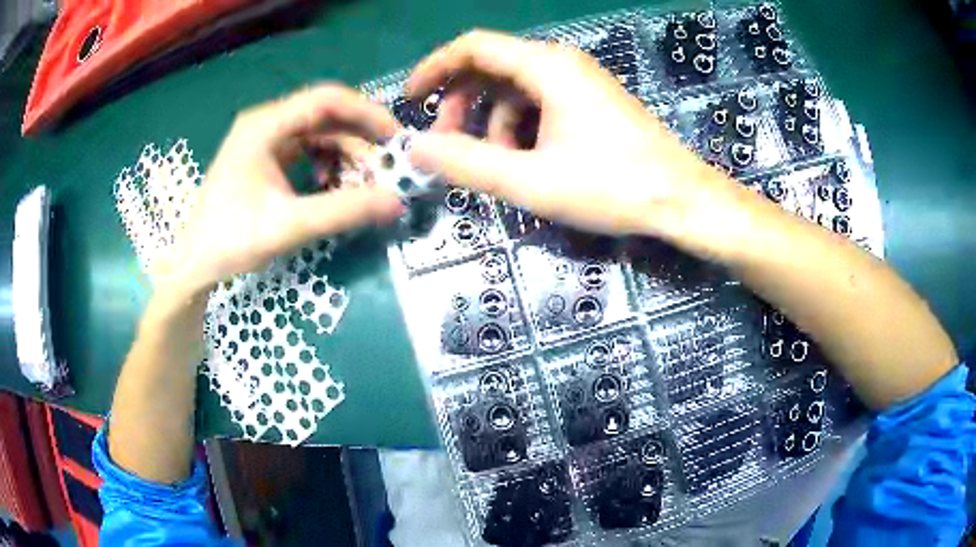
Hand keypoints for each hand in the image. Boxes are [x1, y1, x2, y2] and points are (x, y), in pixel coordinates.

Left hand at [156, 84, 403, 296]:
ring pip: (318, 132)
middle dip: (358, 138)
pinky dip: (326, 163)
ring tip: (361, 182)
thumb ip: (343, 210)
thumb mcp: (289, 226)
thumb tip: (397, 203)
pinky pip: (306, 148)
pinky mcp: (264, 156)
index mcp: (264, 126)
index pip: (326, 100)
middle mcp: (265, 122)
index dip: (366, 113)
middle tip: (385, 166)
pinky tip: (330, 185)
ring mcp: (264, 138)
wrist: (195, 263)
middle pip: (324, 114)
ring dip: (344, 153)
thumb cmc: (231, 240)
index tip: (395, 138)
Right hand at [407, 31, 745, 254]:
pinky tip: (526, 161)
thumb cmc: (611, 186)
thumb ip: (467, 163)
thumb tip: (415, 151)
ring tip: (494, 164)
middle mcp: (562, 63)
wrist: (681, 199)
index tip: (411, 98)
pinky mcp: (591, 101)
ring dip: (492, 122)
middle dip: (462, 104)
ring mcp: (580, 81)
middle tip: (446, 144)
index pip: (473, 47)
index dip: (435, 68)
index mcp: (546, 66)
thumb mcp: (531, 180)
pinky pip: (541, 103)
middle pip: (492, 68)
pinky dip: (521, 128)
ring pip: (516, 90)